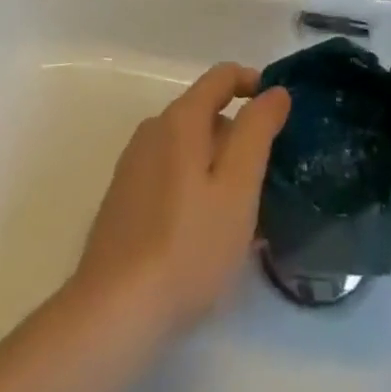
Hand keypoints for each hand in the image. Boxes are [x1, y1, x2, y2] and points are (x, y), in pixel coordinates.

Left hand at [71, 63, 290, 341]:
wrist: (112, 315)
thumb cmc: (188, 246)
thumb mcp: (238, 187)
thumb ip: (257, 130)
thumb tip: (274, 91)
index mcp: (181, 119)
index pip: (222, 76)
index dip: (253, 83)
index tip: (278, 112)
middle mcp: (153, 130)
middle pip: (204, 112)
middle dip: (236, 134)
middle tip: (263, 178)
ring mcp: (133, 165)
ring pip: (186, 146)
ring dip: (215, 164)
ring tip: (238, 212)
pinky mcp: (122, 200)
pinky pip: (168, 173)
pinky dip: (192, 185)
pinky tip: (202, 232)